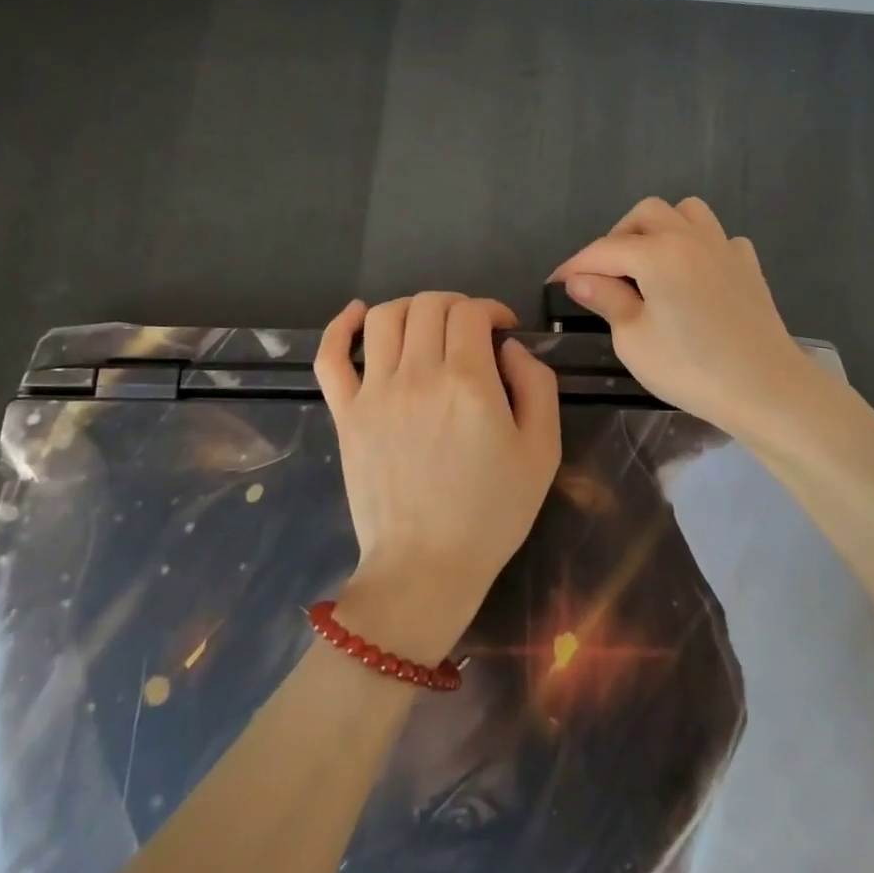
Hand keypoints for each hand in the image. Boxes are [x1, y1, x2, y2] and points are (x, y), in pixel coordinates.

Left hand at [314, 293, 560, 663]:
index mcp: (468, 383)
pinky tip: (358, 315)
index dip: (492, 309)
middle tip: (471, 330)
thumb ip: (537, 385)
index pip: (471, 312)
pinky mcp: (346, 414)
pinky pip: (330, 356)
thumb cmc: (492, 513)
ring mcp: (374, 393)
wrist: (426, 567)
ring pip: (384, 317)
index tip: (503, 329)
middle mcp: (418, 375)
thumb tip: (509, 347)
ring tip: (427, 326)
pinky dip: (340, 326)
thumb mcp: (542, 450)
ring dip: (411, 308)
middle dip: (457, 305)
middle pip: (429, 306)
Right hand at [550, 196, 814, 437]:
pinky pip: (718, 238)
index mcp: (658, 252)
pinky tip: (694, 276)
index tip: (555, 283)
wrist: (765, 387)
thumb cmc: (691, 367)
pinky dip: (699, 247)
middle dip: (618, 237)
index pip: (604, 250)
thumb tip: (580, 278)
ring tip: (650, 264)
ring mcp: (725, 247)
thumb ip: (606, 299)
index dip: (575, 265)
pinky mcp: (748, 266)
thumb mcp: (634, 339)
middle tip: (606, 274)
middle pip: (646, 214)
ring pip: (687, 213)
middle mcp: (691, 237)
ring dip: (661, 229)